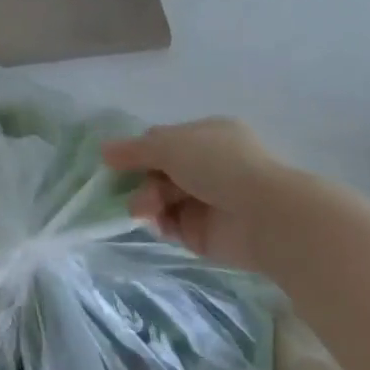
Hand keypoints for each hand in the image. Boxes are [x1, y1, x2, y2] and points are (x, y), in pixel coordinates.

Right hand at [104, 118, 293, 271]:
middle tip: (138, 193)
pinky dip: (162, 225)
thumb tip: (104, 151)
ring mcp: (209, 200)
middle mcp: (209, 166)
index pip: (164, 140)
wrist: (265, 216)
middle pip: (160, 171)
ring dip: (148, 202)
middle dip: (143, 180)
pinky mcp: (207, 234)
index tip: (117, 161)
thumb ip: (133, 150)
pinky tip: (159, 225)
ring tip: (147, 211)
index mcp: (207, 136)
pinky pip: (173, 226)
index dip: (139, 150)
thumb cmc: (218, 166)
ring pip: (163, 198)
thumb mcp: (168, 145)